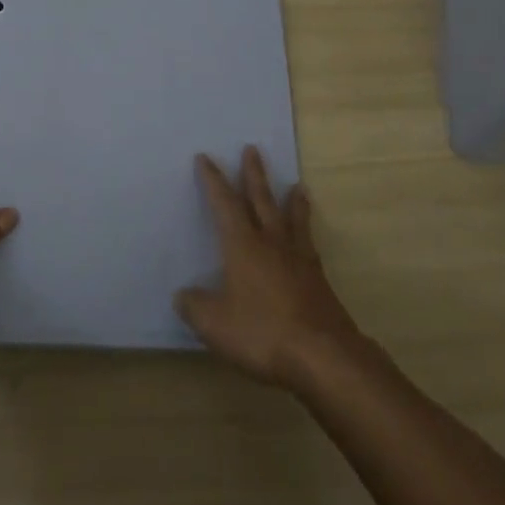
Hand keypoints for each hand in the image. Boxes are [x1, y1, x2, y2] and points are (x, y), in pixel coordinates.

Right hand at [175, 146, 362, 387]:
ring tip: (296, 185)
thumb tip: (182, 295)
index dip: (213, 181)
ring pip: (291, 218)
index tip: (206, 158)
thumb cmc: (263, 332)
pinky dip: (307, 232)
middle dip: (253, 174)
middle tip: (252, 149)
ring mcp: (298, 258)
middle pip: (261, 200)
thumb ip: (195, 307)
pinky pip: (308, 243)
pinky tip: (308, 239)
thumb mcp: (215, 325)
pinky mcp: (317, 279)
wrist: (322, 355)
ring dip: (290, 200)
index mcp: (242, 245)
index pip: (224, 204)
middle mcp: (270, 242)